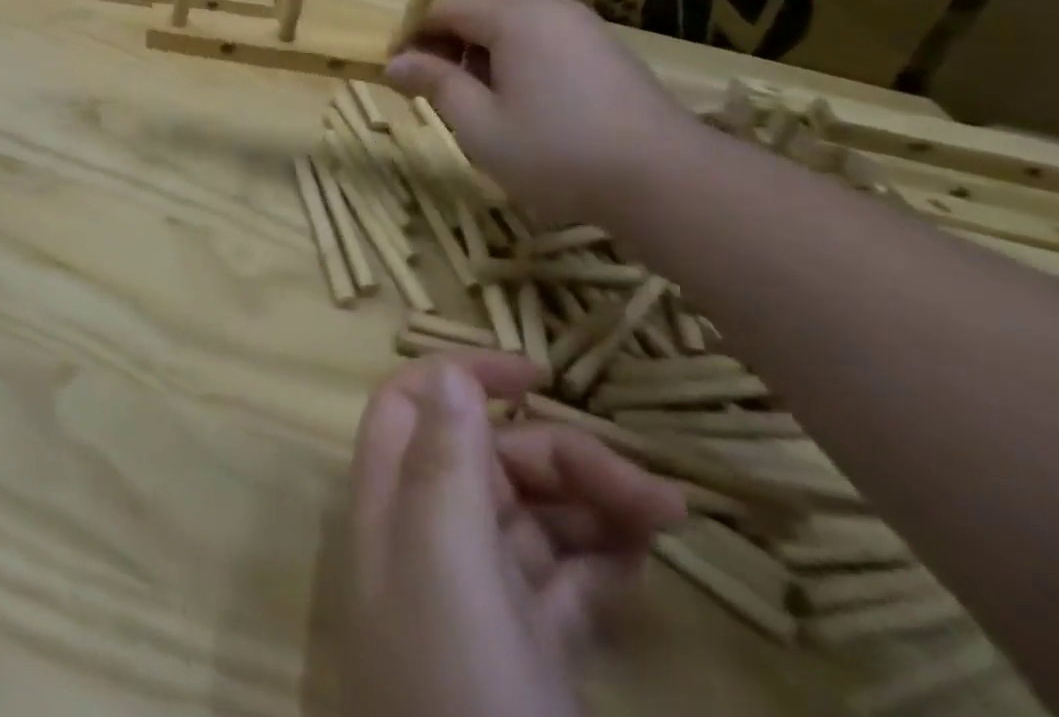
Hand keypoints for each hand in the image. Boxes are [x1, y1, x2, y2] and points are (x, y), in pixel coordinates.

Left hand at [347, 352, 685, 716]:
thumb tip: (451, 375)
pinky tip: (644, 561)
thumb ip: (442, 459)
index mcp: (391, 503)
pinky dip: (602, 562)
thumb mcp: (442, 560)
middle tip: (652, 494)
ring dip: (595, 505)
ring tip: (666, 522)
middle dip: (563, 457)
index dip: (464, 373)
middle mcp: (427, 538)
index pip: (413, 405)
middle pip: (488, 458)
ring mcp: (478, 598)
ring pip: (533, 517)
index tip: (540, 373)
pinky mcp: (528, 655)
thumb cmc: (457, 689)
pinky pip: (565, 583)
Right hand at [385, 0, 696, 225]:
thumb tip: (394, 63)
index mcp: (514, 18)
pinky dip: (516, 45)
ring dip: (482, 36)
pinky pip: (544, 28)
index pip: (447, 7)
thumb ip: (436, 85)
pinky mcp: (604, 47)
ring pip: (515, 10)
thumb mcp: (481, 125)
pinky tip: (520, 93)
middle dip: (449, 27)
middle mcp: (548, 7)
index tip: (399, 68)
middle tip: (436, 74)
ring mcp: (582, 25)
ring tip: (477, 88)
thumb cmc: (558, 153)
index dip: (415, 33)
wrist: (667, 181)